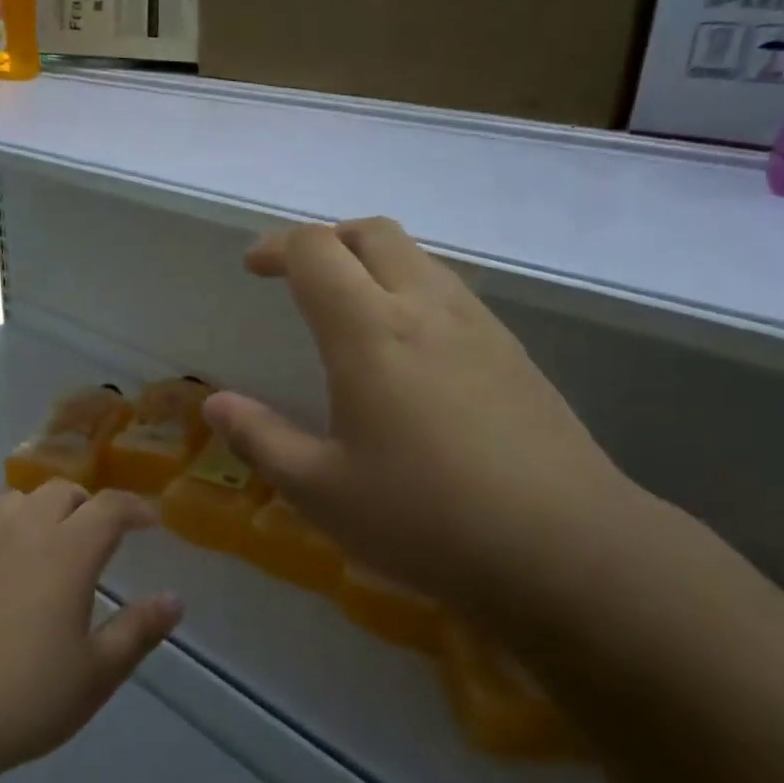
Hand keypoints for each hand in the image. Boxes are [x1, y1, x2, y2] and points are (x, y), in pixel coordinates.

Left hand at [0, 481, 182, 782]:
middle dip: (88, 505)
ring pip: (18, 499)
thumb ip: (138, 631)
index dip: (136, 508)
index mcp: (67, 550)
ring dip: (42, 511)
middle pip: (63, 491)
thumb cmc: (19, 700)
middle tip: (97, 537)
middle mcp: (22, 527)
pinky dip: (1, 528)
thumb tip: (175, 600)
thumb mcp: (94, 676)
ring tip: (46, 546)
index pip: (111, 507)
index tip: (150, 521)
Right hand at [202, 218, 649, 617]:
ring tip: (348, 307)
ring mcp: (477, 325)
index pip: (317, 250)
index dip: (278, 246)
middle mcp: (425, 308)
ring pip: (417, 256)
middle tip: (299, 276)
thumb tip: (215, 405)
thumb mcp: (322, 491)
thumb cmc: (427, 519)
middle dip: (327, 239)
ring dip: (372, 260)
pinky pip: (449, 290)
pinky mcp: (512, 351)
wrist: (568, 549)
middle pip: (373, 232)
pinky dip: (410, 289)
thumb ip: (261, 439)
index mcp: (370, 331)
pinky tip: (406, 349)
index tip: (253, 267)